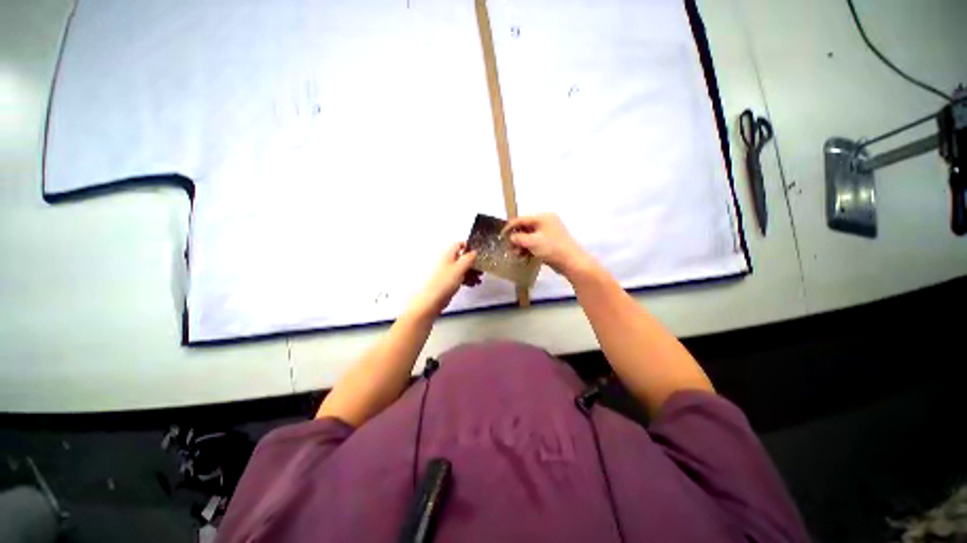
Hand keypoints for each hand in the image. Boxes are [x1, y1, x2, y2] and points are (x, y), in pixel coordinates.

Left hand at [409, 243, 481, 317]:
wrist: (433, 299)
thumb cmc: (443, 283)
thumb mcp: (460, 268)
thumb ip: (468, 258)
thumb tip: (474, 252)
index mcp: (447, 254)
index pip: (459, 244)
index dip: (469, 247)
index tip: (477, 253)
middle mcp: (446, 261)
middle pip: (462, 257)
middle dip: (472, 263)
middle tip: (480, 268)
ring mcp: (447, 271)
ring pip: (462, 268)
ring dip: (471, 272)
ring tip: (478, 278)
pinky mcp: (448, 280)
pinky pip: (459, 276)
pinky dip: (466, 279)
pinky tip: (472, 284)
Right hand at [503, 213, 591, 276]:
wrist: (572, 262)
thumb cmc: (551, 248)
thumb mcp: (532, 242)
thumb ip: (518, 238)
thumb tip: (511, 237)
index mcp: (543, 217)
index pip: (522, 219)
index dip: (510, 227)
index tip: (501, 236)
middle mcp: (546, 222)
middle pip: (525, 227)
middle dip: (516, 238)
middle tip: (510, 248)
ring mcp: (549, 233)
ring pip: (530, 236)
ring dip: (521, 245)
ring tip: (516, 254)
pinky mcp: (550, 242)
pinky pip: (536, 243)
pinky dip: (529, 248)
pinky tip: (524, 256)